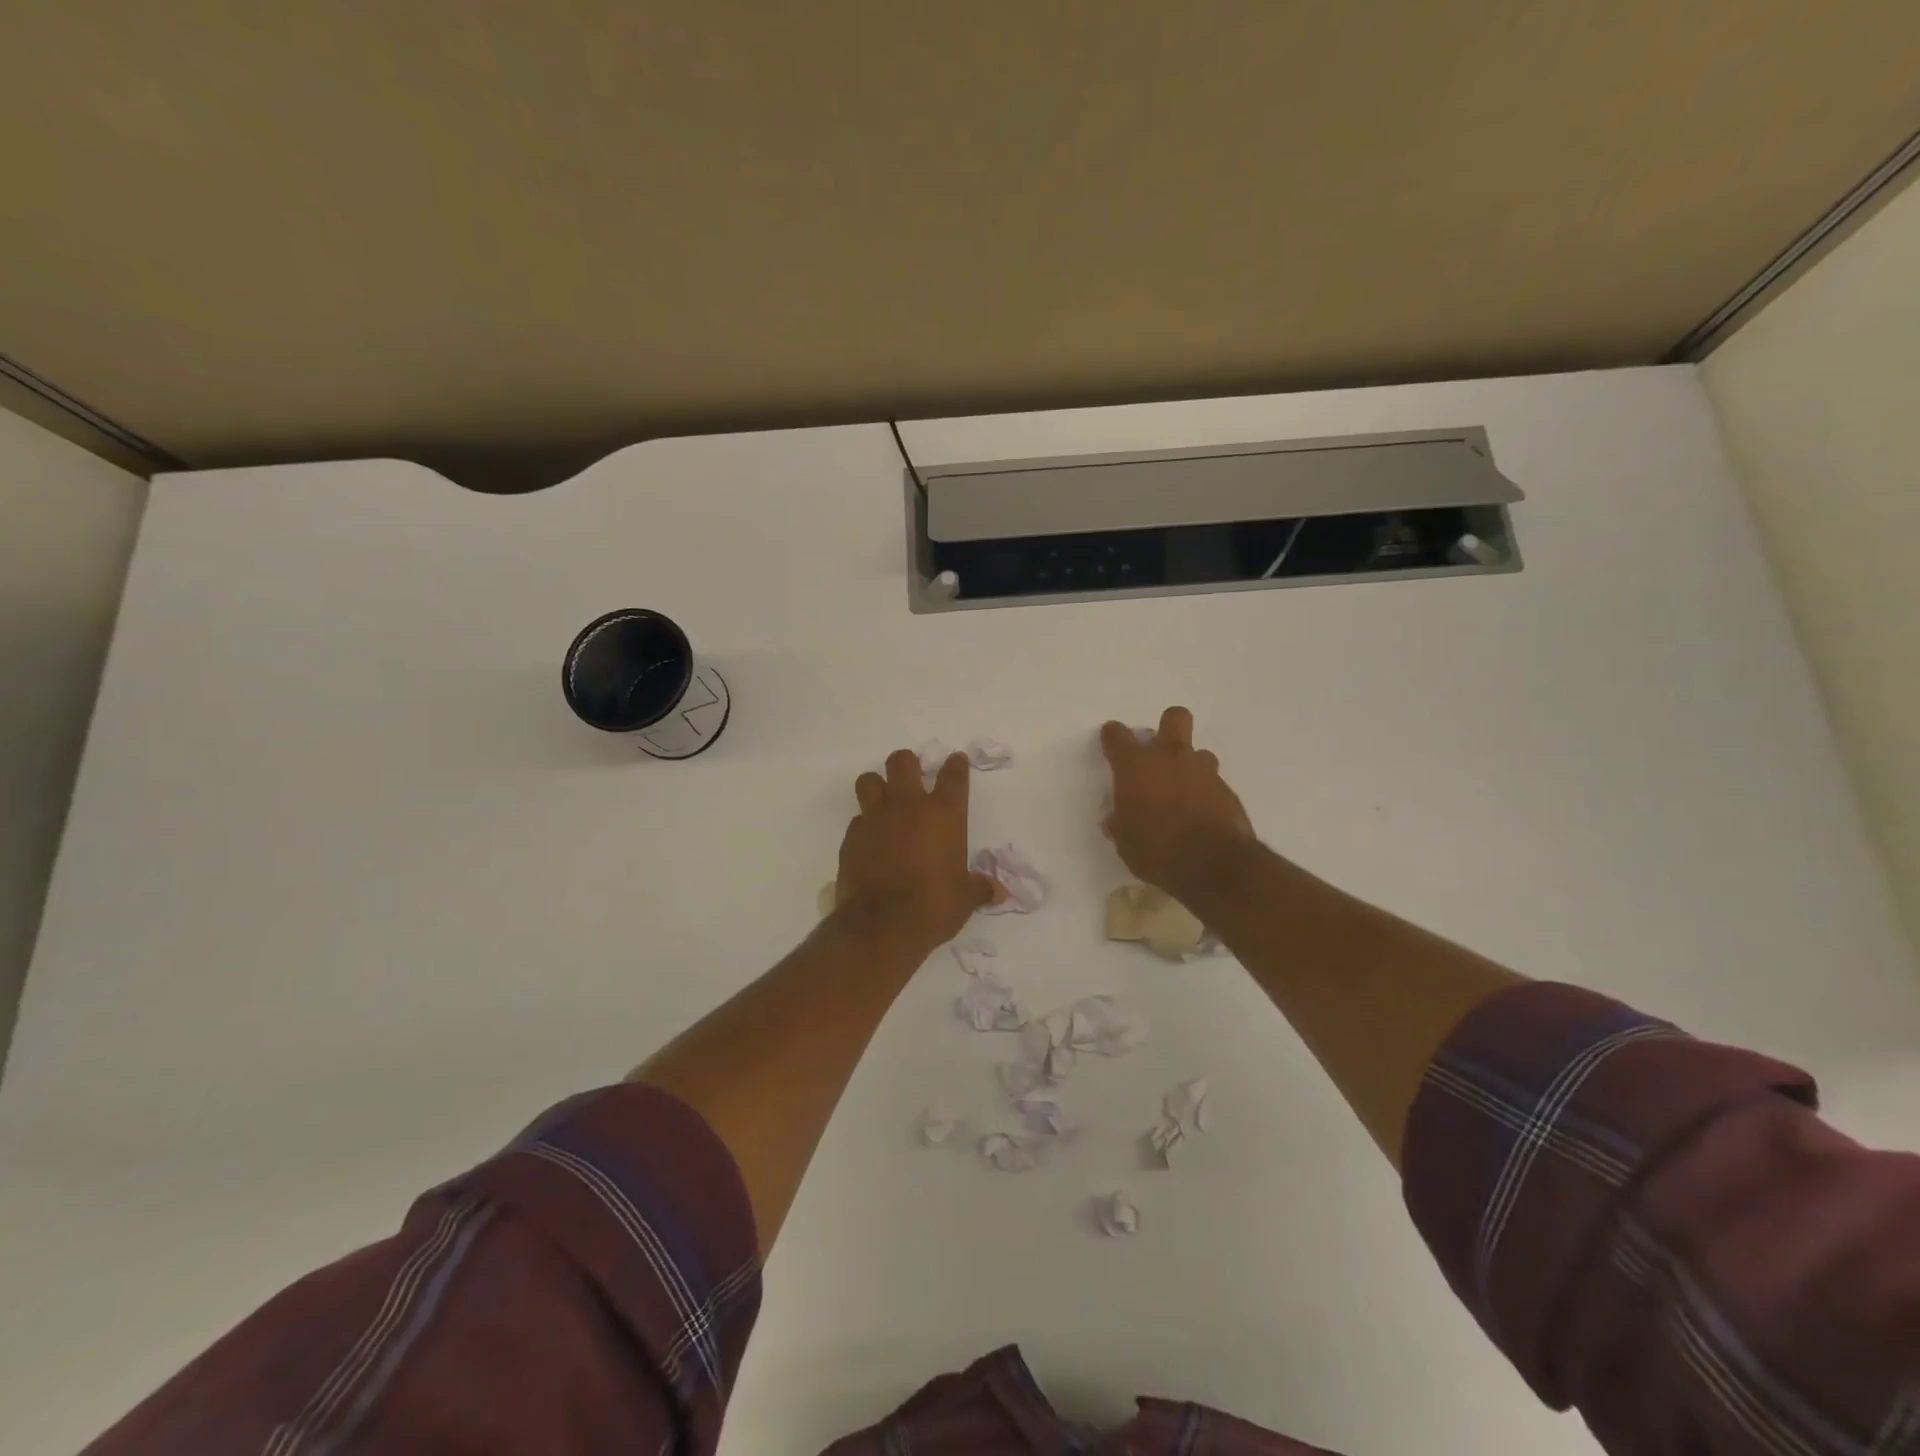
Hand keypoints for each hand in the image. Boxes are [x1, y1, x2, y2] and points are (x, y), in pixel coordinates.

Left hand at [833, 749, 998, 955]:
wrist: (882, 926)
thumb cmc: (934, 906)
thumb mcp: (965, 899)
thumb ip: (981, 888)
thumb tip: (1000, 892)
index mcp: (944, 814)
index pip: (953, 775)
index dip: (956, 765)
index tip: (956, 762)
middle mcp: (908, 807)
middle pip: (902, 762)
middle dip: (907, 765)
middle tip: (912, 777)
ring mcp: (876, 819)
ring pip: (870, 781)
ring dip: (877, 786)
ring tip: (884, 802)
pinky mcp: (851, 837)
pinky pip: (857, 819)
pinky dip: (864, 825)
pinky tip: (871, 841)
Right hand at [1100, 706, 1257, 901]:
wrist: (1214, 865)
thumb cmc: (1156, 850)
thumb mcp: (1125, 842)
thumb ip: (1120, 824)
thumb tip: (1117, 820)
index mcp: (1136, 766)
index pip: (1118, 735)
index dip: (1112, 736)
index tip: (1110, 743)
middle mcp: (1170, 758)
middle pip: (1174, 717)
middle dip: (1167, 727)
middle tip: (1159, 752)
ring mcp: (1203, 771)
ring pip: (1199, 752)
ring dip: (1190, 766)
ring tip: (1183, 792)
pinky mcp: (1227, 790)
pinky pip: (1213, 782)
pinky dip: (1205, 793)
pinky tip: (1200, 814)